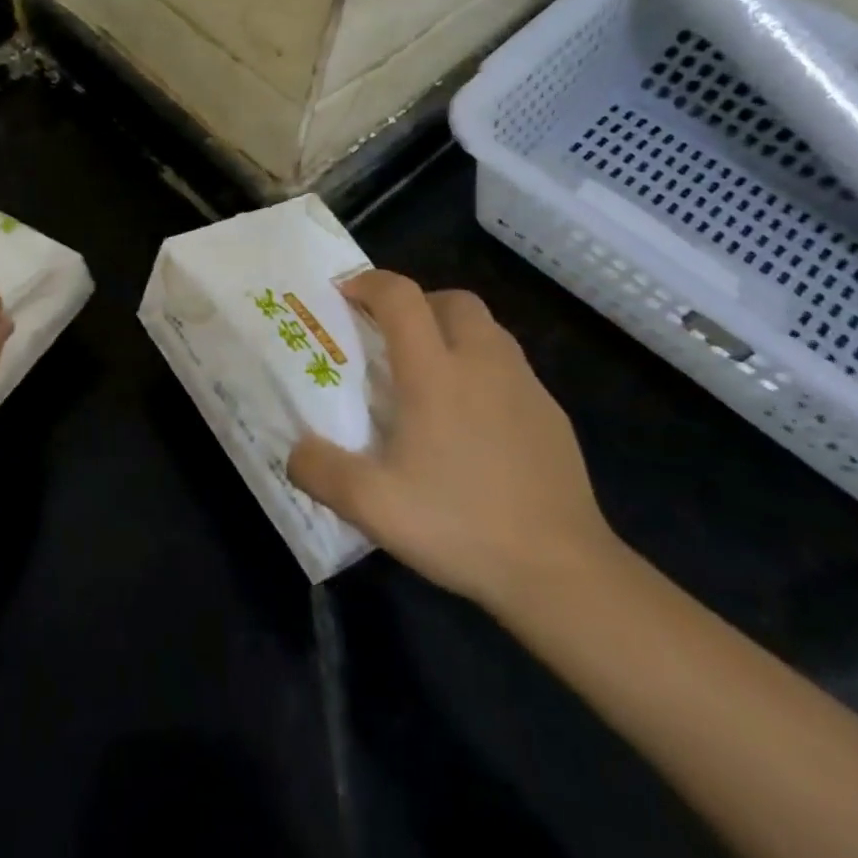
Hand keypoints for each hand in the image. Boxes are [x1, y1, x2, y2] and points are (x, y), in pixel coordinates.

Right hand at [286, 271, 614, 610]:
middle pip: (452, 299)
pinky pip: (511, 366)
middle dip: (417, 302)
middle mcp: (482, 363)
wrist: (563, 573)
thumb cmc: (461, 525)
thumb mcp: (372, 506)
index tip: (345, 295)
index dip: (369, 283)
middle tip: (391, 335)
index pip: (401, 297)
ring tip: (431, 371)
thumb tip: (294, 451)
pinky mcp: (552, 415)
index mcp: (435, 372)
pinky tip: (473, 418)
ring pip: (487, 328)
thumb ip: (320, 471)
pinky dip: (484, 368)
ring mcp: (525, 387)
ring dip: (453, 330)